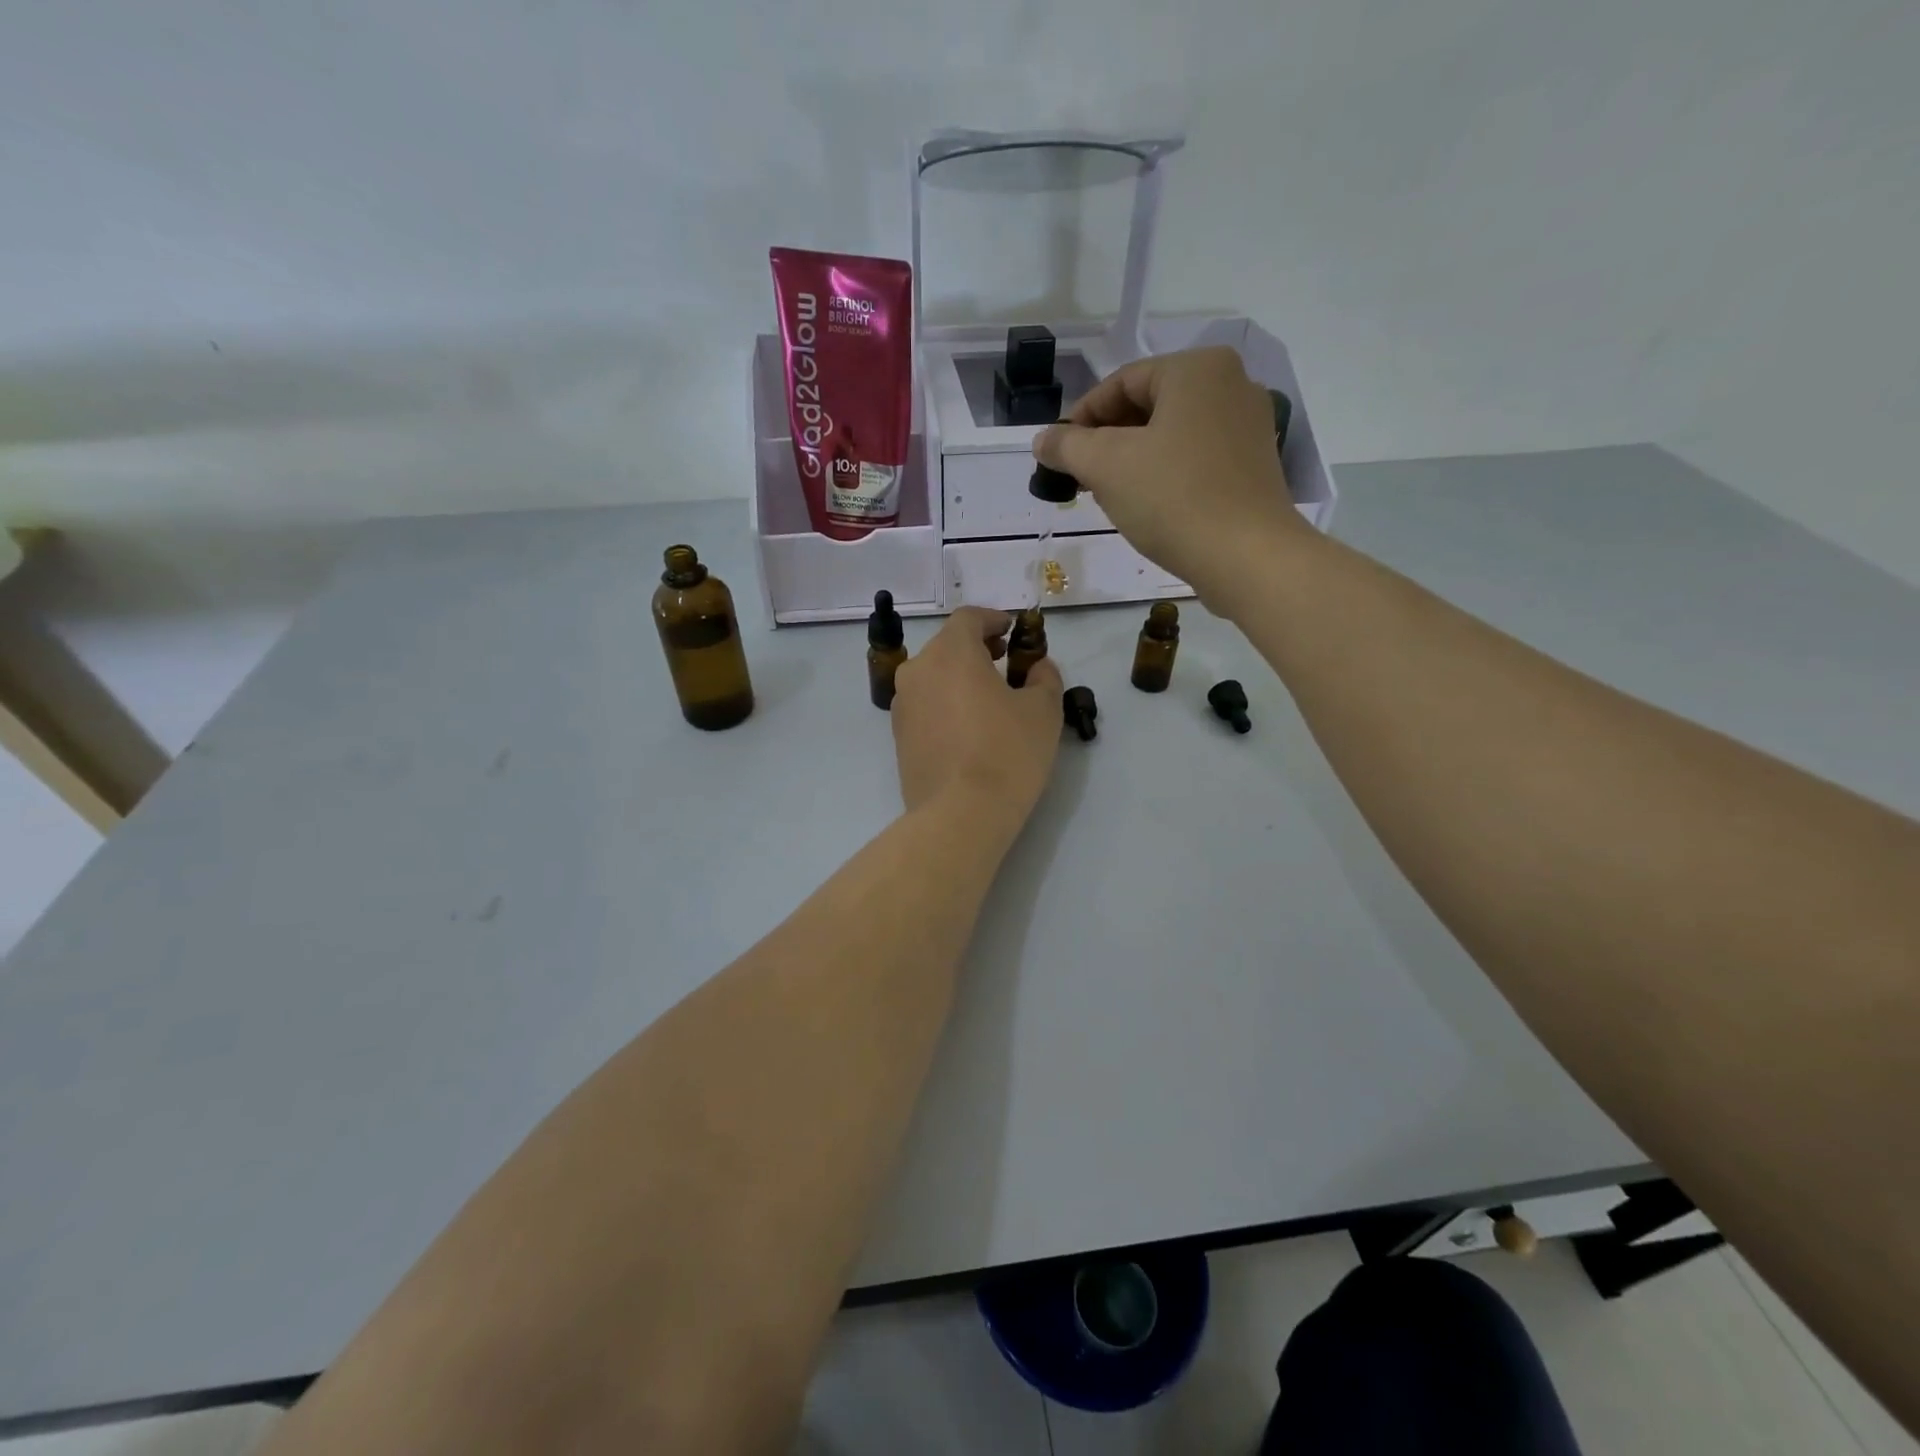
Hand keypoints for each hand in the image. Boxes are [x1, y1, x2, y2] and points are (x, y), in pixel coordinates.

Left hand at [892, 607, 1062, 830]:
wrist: (960, 814)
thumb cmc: (1007, 752)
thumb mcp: (1043, 710)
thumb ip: (1044, 676)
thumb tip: (1037, 667)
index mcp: (950, 653)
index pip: (968, 618)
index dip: (993, 619)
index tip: (1013, 631)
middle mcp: (917, 671)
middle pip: (948, 646)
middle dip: (977, 649)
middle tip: (1005, 663)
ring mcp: (902, 705)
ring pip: (934, 677)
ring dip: (960, 678)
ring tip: (989, 700)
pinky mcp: (898, 737)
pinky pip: (926, 706)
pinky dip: (946, 704)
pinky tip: (969, 729)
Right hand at [1033, 347, 1311, 614]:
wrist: (1247, 557)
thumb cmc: (1173, 498)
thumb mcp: (1106, 467)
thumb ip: (1067, 446)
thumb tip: (1043, 440)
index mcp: (1197, 369)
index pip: (1121, 382)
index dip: (1081, 417)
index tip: (1057, 453)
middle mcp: (1231, 384)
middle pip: (1148, 405)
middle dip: (1107, 440)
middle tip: (1078, 477)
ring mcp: (1248, 426)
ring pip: (1171, 434)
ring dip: (1132, 460)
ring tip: (1107, 494)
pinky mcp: (1254, 466)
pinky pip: (1196, 458)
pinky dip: (1164, 474)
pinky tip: (1146, 505)